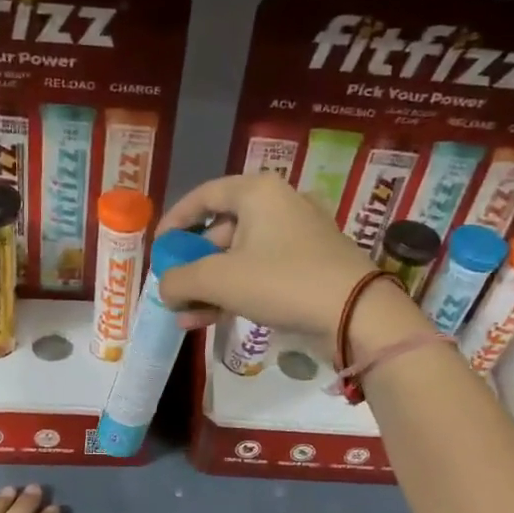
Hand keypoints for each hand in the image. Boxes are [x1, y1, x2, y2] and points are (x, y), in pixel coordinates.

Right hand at [153, 174, 385, 338]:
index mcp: (258, 192)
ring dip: (209, 287)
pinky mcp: (310, 266)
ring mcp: (298, 236)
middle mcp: (279, 205)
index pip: (204, 196)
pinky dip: (235, 292)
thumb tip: (165, 288)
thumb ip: (180, 280)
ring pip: (240, 257)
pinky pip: (261, 273)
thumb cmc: (281, 281)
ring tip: (185, 316)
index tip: (158, 247)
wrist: (355, 313)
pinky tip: (210, 320)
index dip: (175, 220)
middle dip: (192, 265)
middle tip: (173, 289)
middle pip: (221, 230)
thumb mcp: (218, 280)